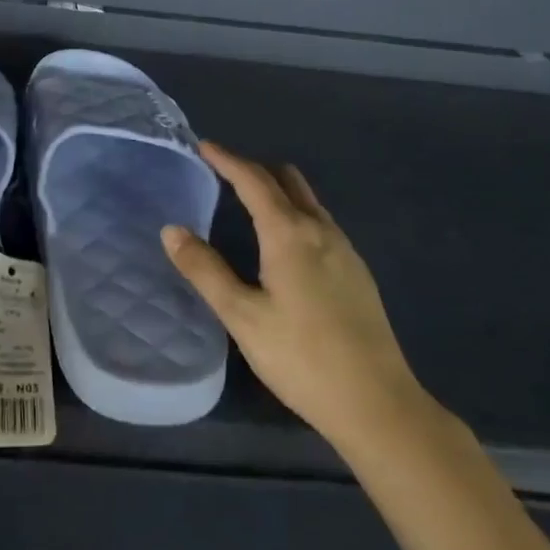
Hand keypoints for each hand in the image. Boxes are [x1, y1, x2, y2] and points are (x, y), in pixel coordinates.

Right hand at [163, 142, 437, 457]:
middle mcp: (321, 230)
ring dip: (278, 191)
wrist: (377, 402)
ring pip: (308, 201)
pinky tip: (286, 244)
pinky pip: (321, 223)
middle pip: (286, 180)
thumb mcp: (242, 316)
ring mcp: (345, 249)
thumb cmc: (301, 357)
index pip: (254, 180)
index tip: (204, 146)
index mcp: (289, 234)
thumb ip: (205, 270)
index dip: (227, 159)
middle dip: (254, 169)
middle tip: (223, 174)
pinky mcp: (358, 272)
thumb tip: (172, 230)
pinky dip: (296, 214)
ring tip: (250, 203)